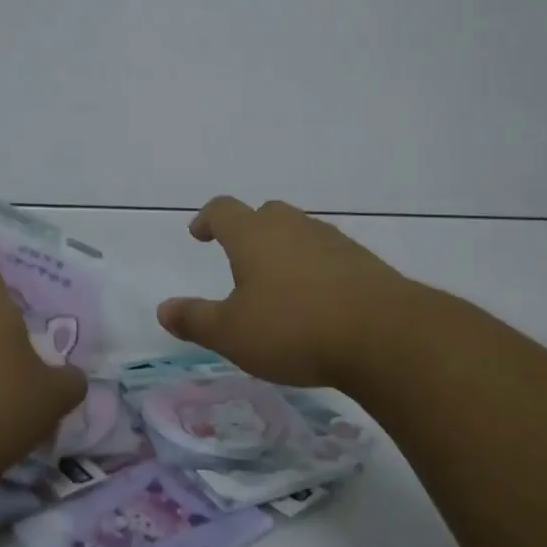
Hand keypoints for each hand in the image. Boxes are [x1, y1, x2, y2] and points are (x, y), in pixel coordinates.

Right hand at [157, 197, 423, 392]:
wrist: (384, 336)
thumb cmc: (293, 329)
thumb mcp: (232, 333)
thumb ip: (195, 320)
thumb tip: (163, 309)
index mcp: (253, 235)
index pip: (222, 210)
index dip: (207, 219)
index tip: (199, 234)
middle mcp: (292, 227)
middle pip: (264, 214)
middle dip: (248, 230)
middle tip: (239, 257)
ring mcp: (331, 240)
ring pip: (299, 232)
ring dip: (283, 249)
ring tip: (278, 283)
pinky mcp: (362, 261)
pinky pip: (327, 254)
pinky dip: (314, 268)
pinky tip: (317, 300)